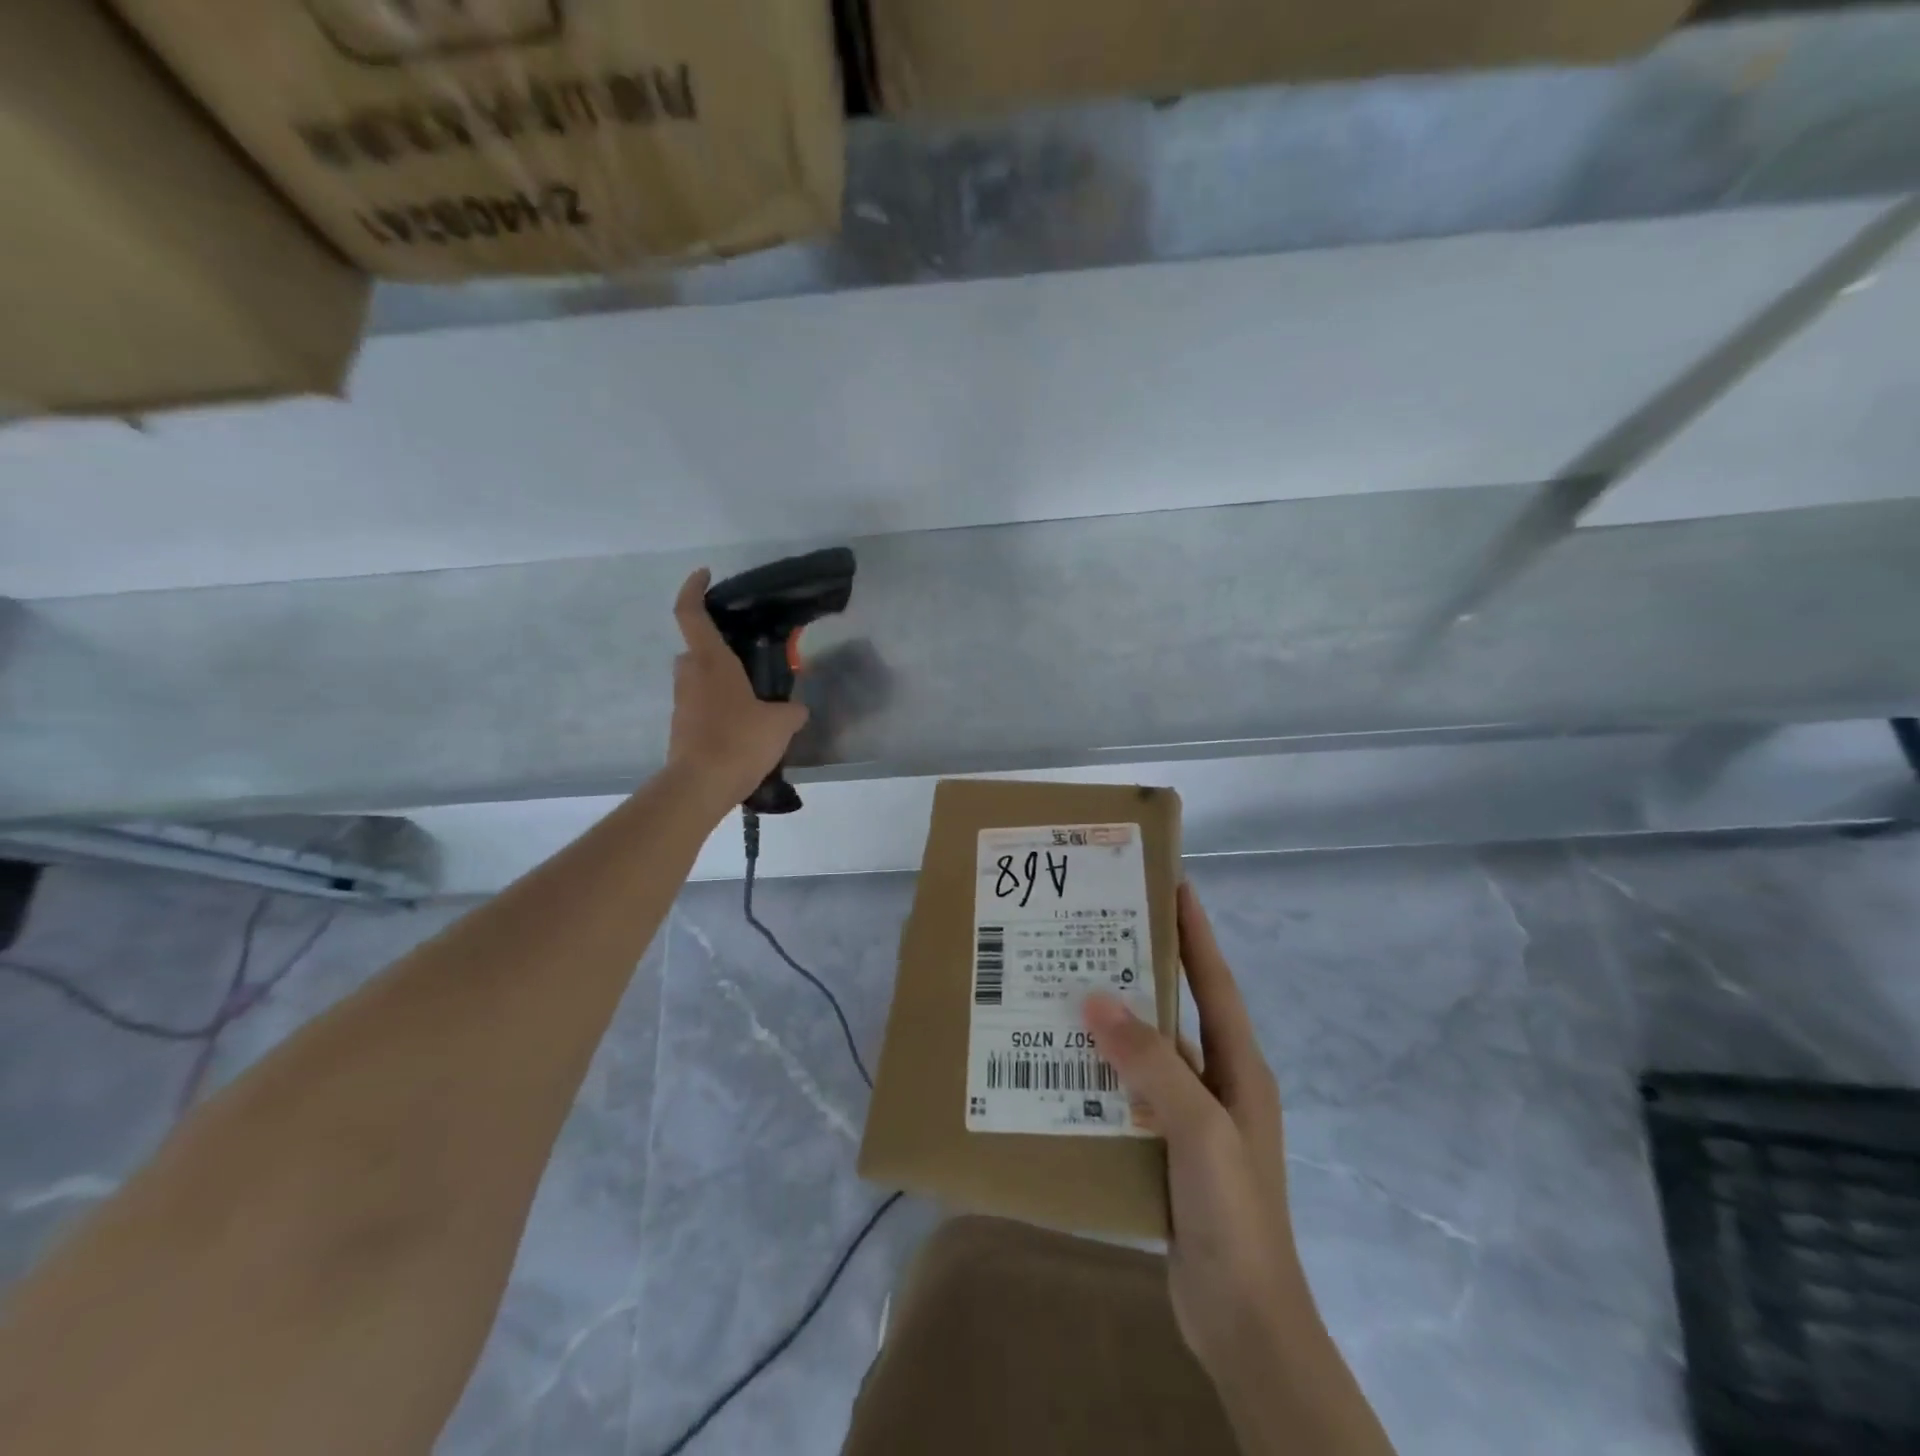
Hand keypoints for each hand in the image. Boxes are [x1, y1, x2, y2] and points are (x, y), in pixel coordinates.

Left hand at [667, 569, 808, 806]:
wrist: (700, 786)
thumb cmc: (739, 741)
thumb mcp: (781, 723)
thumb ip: (792, 710)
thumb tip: (796, 709)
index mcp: (711, 661)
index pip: (691, 612)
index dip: (694, 588)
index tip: (705, 574)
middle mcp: (690, 675)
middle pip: (698, 649)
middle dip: (719, 649)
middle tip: (749, 658)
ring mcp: (682, 702)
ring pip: (700, 679)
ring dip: (721, 682)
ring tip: (755, 698)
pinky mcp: (681, 727)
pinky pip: (701, 706)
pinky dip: (719, 708)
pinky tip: (745, 727)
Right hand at [1084, 883, 1304, 1378]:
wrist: (1244, 1322)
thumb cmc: (1234, 1213)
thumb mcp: (1199, 1128)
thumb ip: (1151, 1062)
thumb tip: (1096, 998)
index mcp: (1238, 1066)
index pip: (1214, 981)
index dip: (1195, 931)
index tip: (1172, 883)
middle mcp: (1217, 1083)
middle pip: (1176, 1011)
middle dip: (1142, 971)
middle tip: (1094, 931)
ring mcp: (1191, 1119)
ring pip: (1147, 1054)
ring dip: (1113, 1027)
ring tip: (1064, 991)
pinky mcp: (1167, 1150)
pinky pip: (1129, 1095)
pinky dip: (1101, 1077)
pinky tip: (1060, 1068)